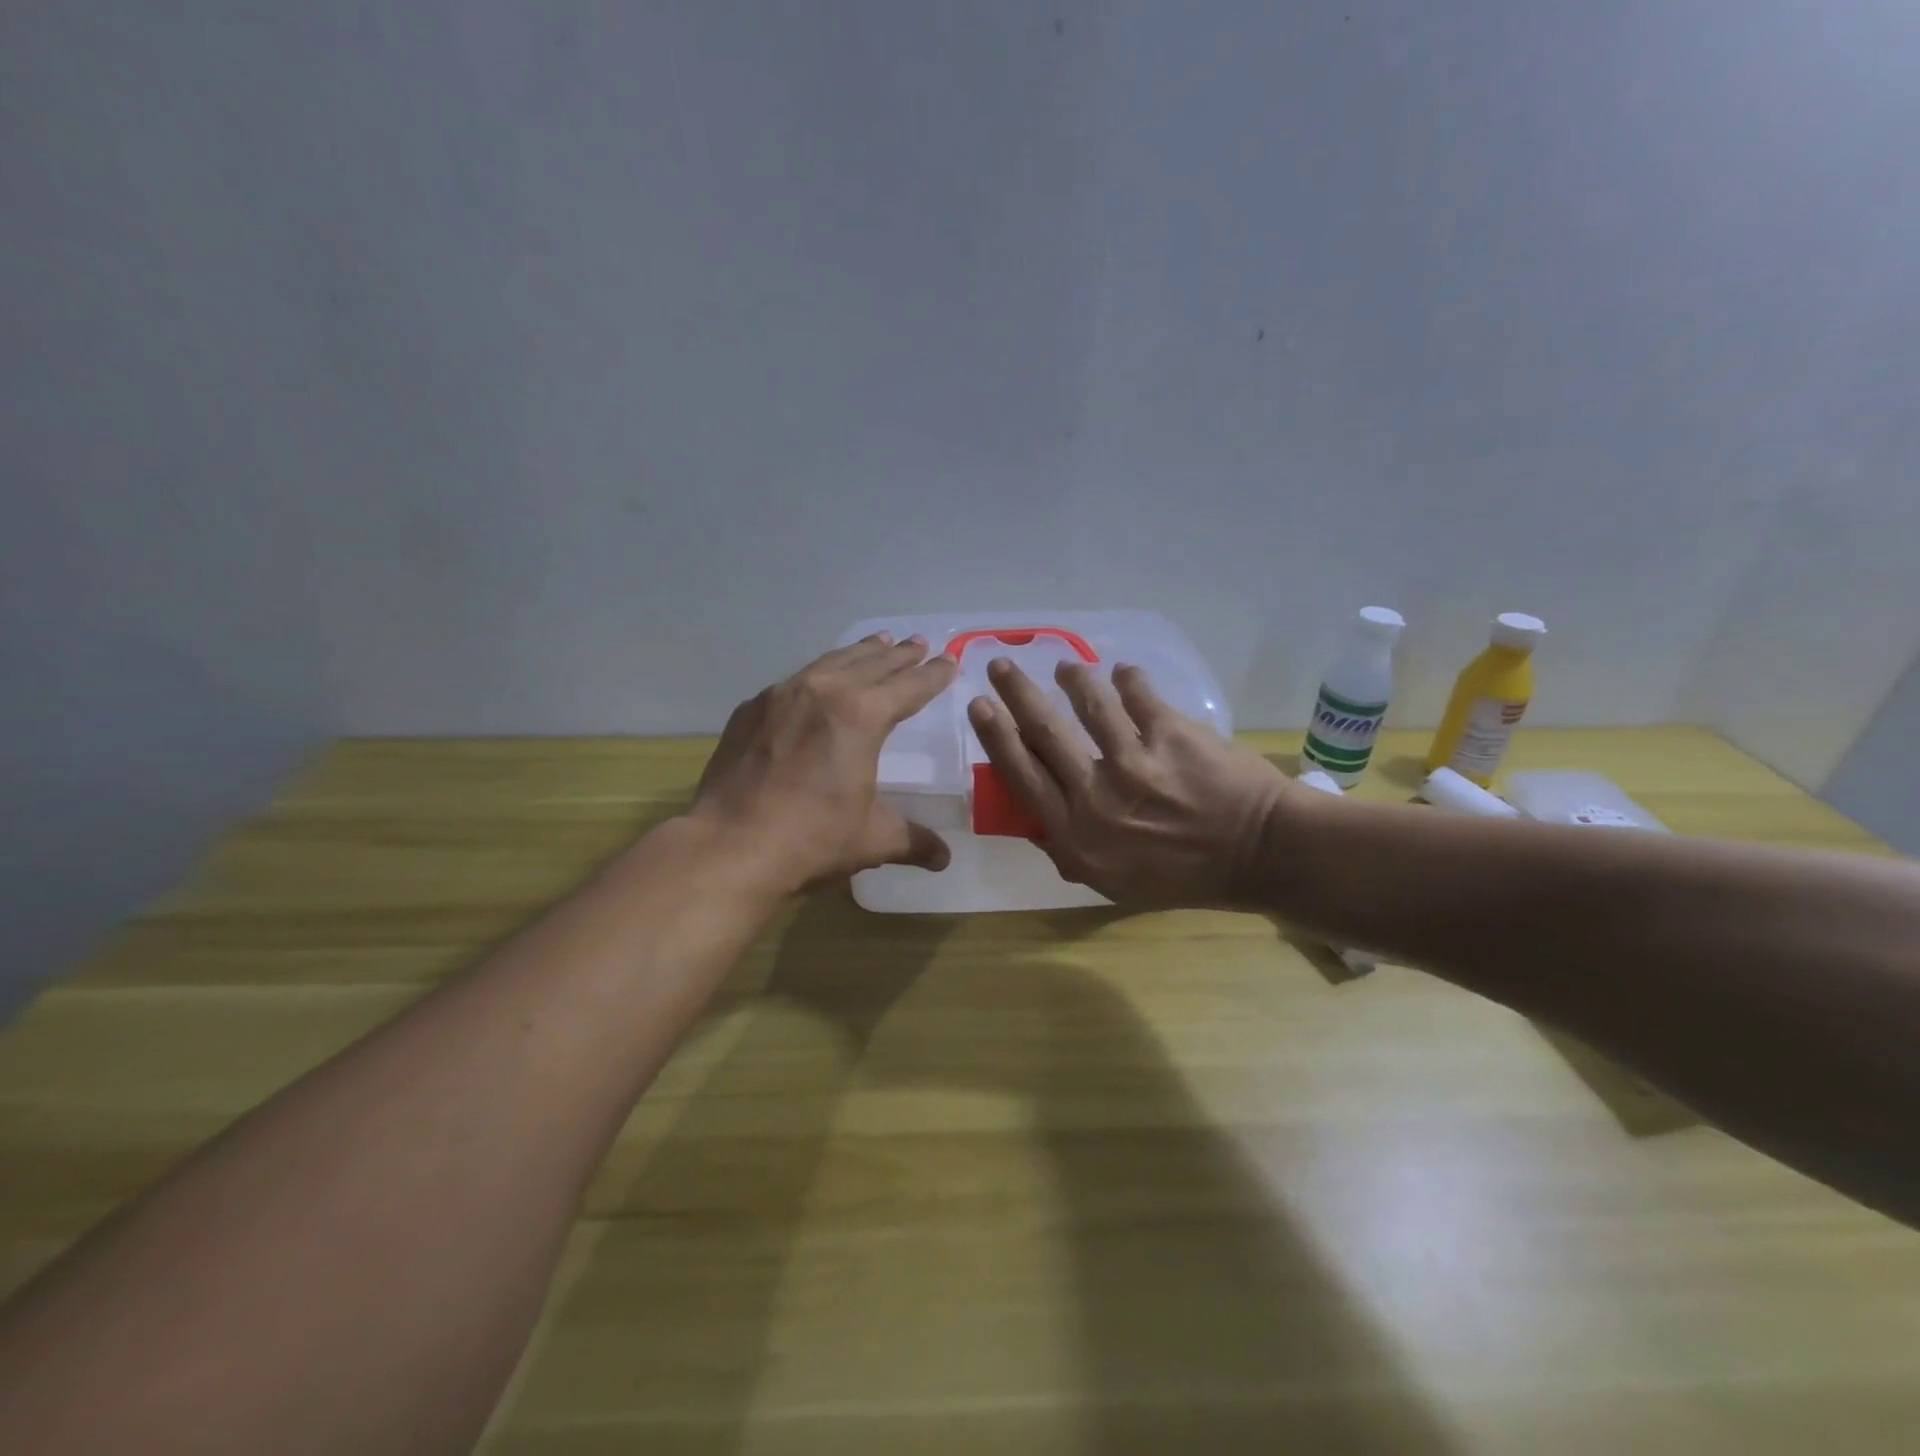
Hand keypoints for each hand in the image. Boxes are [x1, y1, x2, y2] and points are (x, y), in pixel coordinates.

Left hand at [688, 634, 958, 893]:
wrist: (729, 846)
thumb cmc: (811, 839)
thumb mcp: (872, 839)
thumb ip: (913, 840)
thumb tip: (944, 859)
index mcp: (862, 716)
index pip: (909, 687)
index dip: (932, 675)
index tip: (948, 662)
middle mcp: (824, 692)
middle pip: (872, 664)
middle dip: (900, 655)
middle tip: (919, 643)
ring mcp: (782, 696)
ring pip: (831, 662)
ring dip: (860, 652)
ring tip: (879, 642)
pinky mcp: (751, 709)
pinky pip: (795, 681)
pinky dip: (819, 673)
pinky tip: (819, 680)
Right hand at [968, 658, 1290, 907]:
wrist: (1260, 854)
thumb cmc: (1185, 875)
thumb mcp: (1115, 883)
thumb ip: (1070, 851)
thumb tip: (1036, 819)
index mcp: (1076, 836)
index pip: (1021, 776)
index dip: (996, 736)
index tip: (980, 706)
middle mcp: (1096, 796)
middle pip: (1043, 731)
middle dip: (1016, 692)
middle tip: (1000, 666)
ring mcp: (1134, 761)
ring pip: (1087, 703)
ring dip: (1071, 678)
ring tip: (1065, 668)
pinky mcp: (1171, 733)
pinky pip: (1137, 693)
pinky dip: (1127, 679)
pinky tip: (1123, 674)